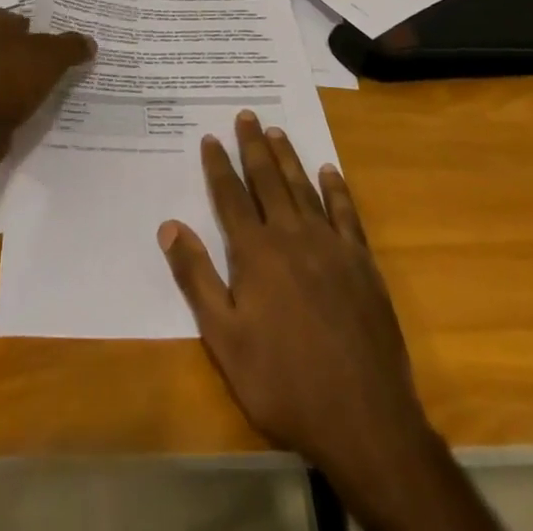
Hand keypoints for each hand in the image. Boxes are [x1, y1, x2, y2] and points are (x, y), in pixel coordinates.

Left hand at [0, 8, 93, 168]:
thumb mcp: (52, 57)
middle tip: (57, 65)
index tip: (59, 43)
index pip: (18, 16)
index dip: (40, 28)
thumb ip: (71, 46)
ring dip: (18, 79)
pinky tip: (25, 109)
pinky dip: (7, 100)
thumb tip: (89, 42)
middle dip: (29, 54)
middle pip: (9, 44)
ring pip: (0, 71)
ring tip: (45, 89)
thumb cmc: (9, 79)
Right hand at [159, 113, 468, 530]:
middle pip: (267, 180)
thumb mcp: (225, 339)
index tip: (210, 137)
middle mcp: (291, 235)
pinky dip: (336, 189)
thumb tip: (169, 225)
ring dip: (288, 157)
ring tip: (276, 131)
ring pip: (303, 188)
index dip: (218, 166)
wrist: (363, 418)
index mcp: (255, 252)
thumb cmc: (284, 381)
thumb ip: (197, 277)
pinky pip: (346, 213)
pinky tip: (330, 171)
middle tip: (246, 114)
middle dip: (253, 146)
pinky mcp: (361, 263)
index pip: (230, 196)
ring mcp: (330, 246)